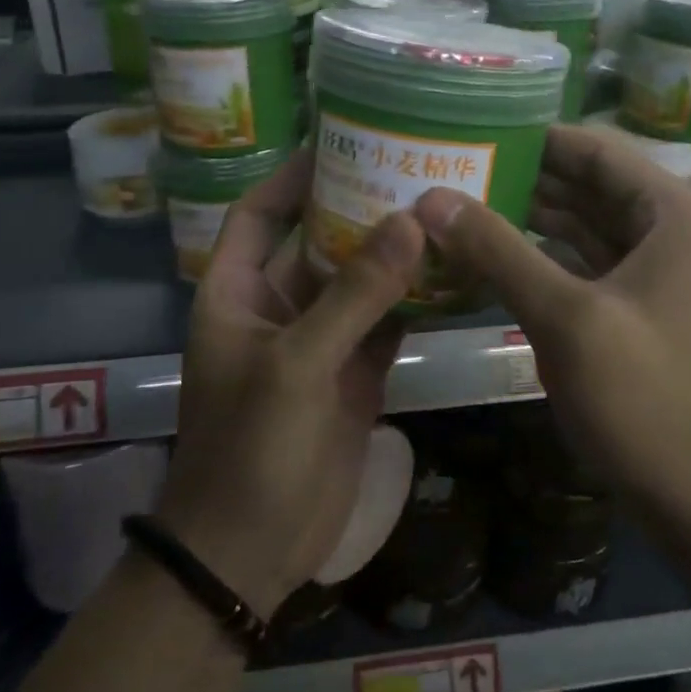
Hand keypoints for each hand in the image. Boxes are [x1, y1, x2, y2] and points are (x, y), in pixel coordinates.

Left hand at [159, 151, 424, 616]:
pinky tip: (452, 274)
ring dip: (393, 254)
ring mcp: (318, 342)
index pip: (259, 213)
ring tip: (442, 208)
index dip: (292, 177)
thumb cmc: (250, 447)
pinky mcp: (353, 375)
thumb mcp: (296, 364)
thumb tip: (408, 222)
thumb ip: (353, 294)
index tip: (339, 141)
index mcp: (237, 291)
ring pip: (358, 282)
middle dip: (358, 207)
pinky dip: (413, 302)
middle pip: (318, 241)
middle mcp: (278, 306)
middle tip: (411, 167)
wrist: (250, 550)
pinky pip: (384, 324)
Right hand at [414, 125, 690, 510]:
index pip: (599, 152)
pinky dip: (544, 259)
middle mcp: (675, 235)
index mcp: (677, 218)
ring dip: (530, 219)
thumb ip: (498, 251)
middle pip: (591, 187)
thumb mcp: (566, 318)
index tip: (476, 130)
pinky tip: (492, 258)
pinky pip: (587, 267)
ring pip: (586, 229)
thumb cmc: (647, 401)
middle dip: (526, 178)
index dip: (538, 137)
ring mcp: (660, 277)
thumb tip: (432, 198)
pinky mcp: (642, 314)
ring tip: (463, 204)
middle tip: (456, 168)